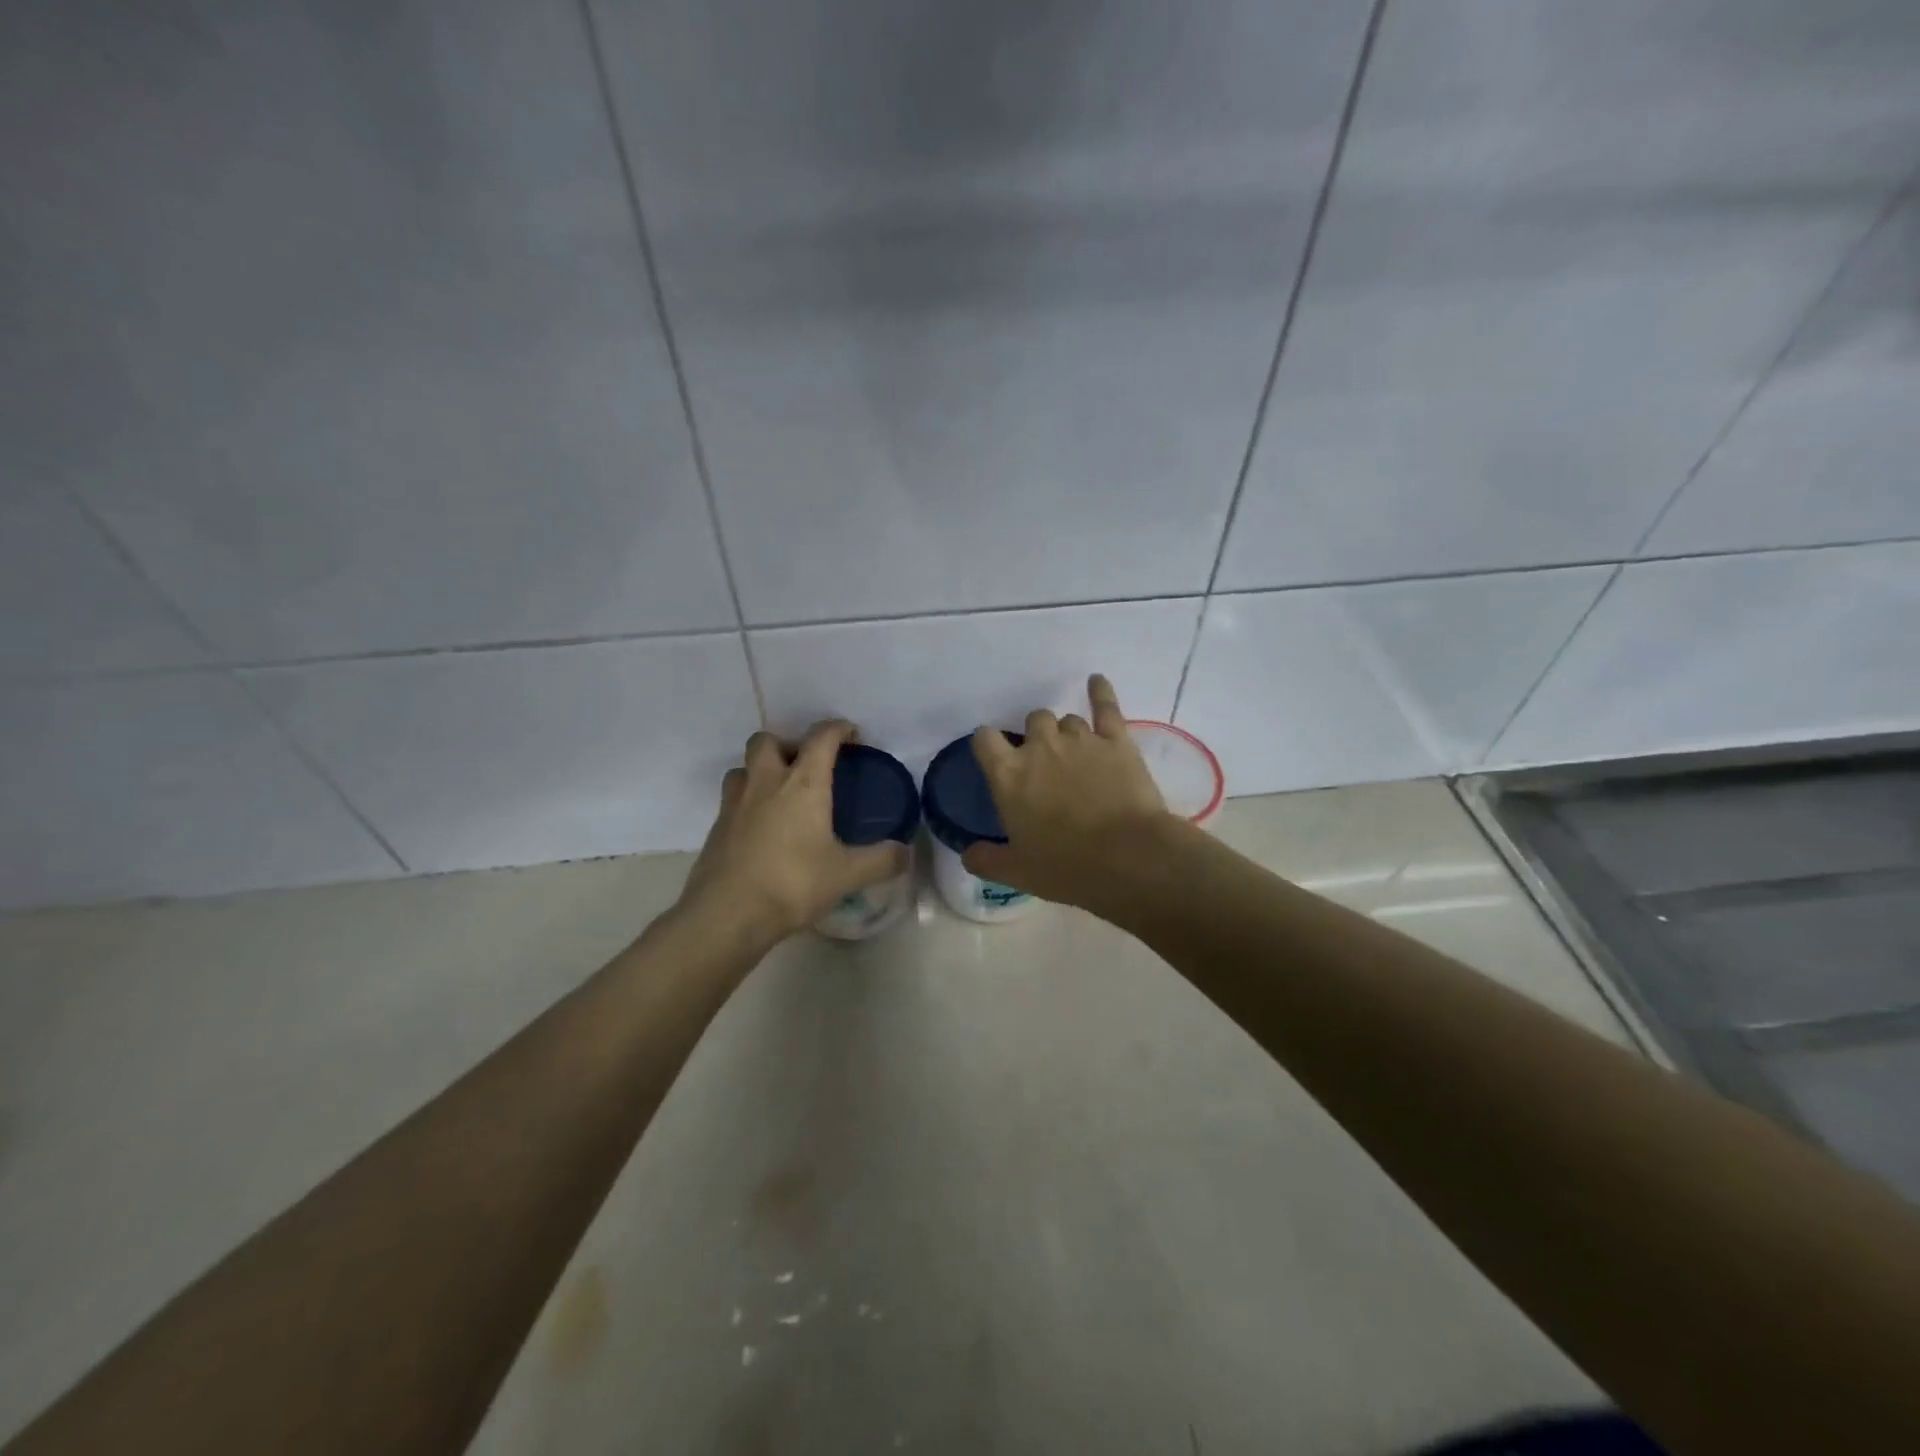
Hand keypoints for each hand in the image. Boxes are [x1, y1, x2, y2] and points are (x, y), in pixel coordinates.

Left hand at [680, 720, 909, 940]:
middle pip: (768, 740)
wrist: (727, 914)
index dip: (838, 729)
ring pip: (744, 767)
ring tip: (780, 793)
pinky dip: (748, 801)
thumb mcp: (846, 875)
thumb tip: (905, 853)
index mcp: (802, 784)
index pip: (821, 738)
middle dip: (788, 744)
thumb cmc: (792, 884)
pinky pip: (732, 799)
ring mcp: (735, 803)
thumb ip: (881, 861)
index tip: (851, 734)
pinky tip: (762, 828)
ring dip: (761, 770)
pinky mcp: (716, 828)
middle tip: (806, 766)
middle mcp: (765, 782)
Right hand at [962, 674, 1179, 911]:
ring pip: (1067, 719)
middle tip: (1046, 765)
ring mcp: (1080, 739)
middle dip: (1036, 737)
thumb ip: (986, 860)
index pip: (985, 739)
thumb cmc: (1066, 867)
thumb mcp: (1017, 871)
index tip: (995, 755)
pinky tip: (1096, 682)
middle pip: (1032, 720)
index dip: (988, 744)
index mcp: (1008, 775)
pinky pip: (1105, 706)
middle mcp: (1040, 747)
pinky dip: (1100, 692)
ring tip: (1076, 755)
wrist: (1128, 858)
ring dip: (1067, 733)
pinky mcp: (1116, 740)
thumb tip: (968, 854)